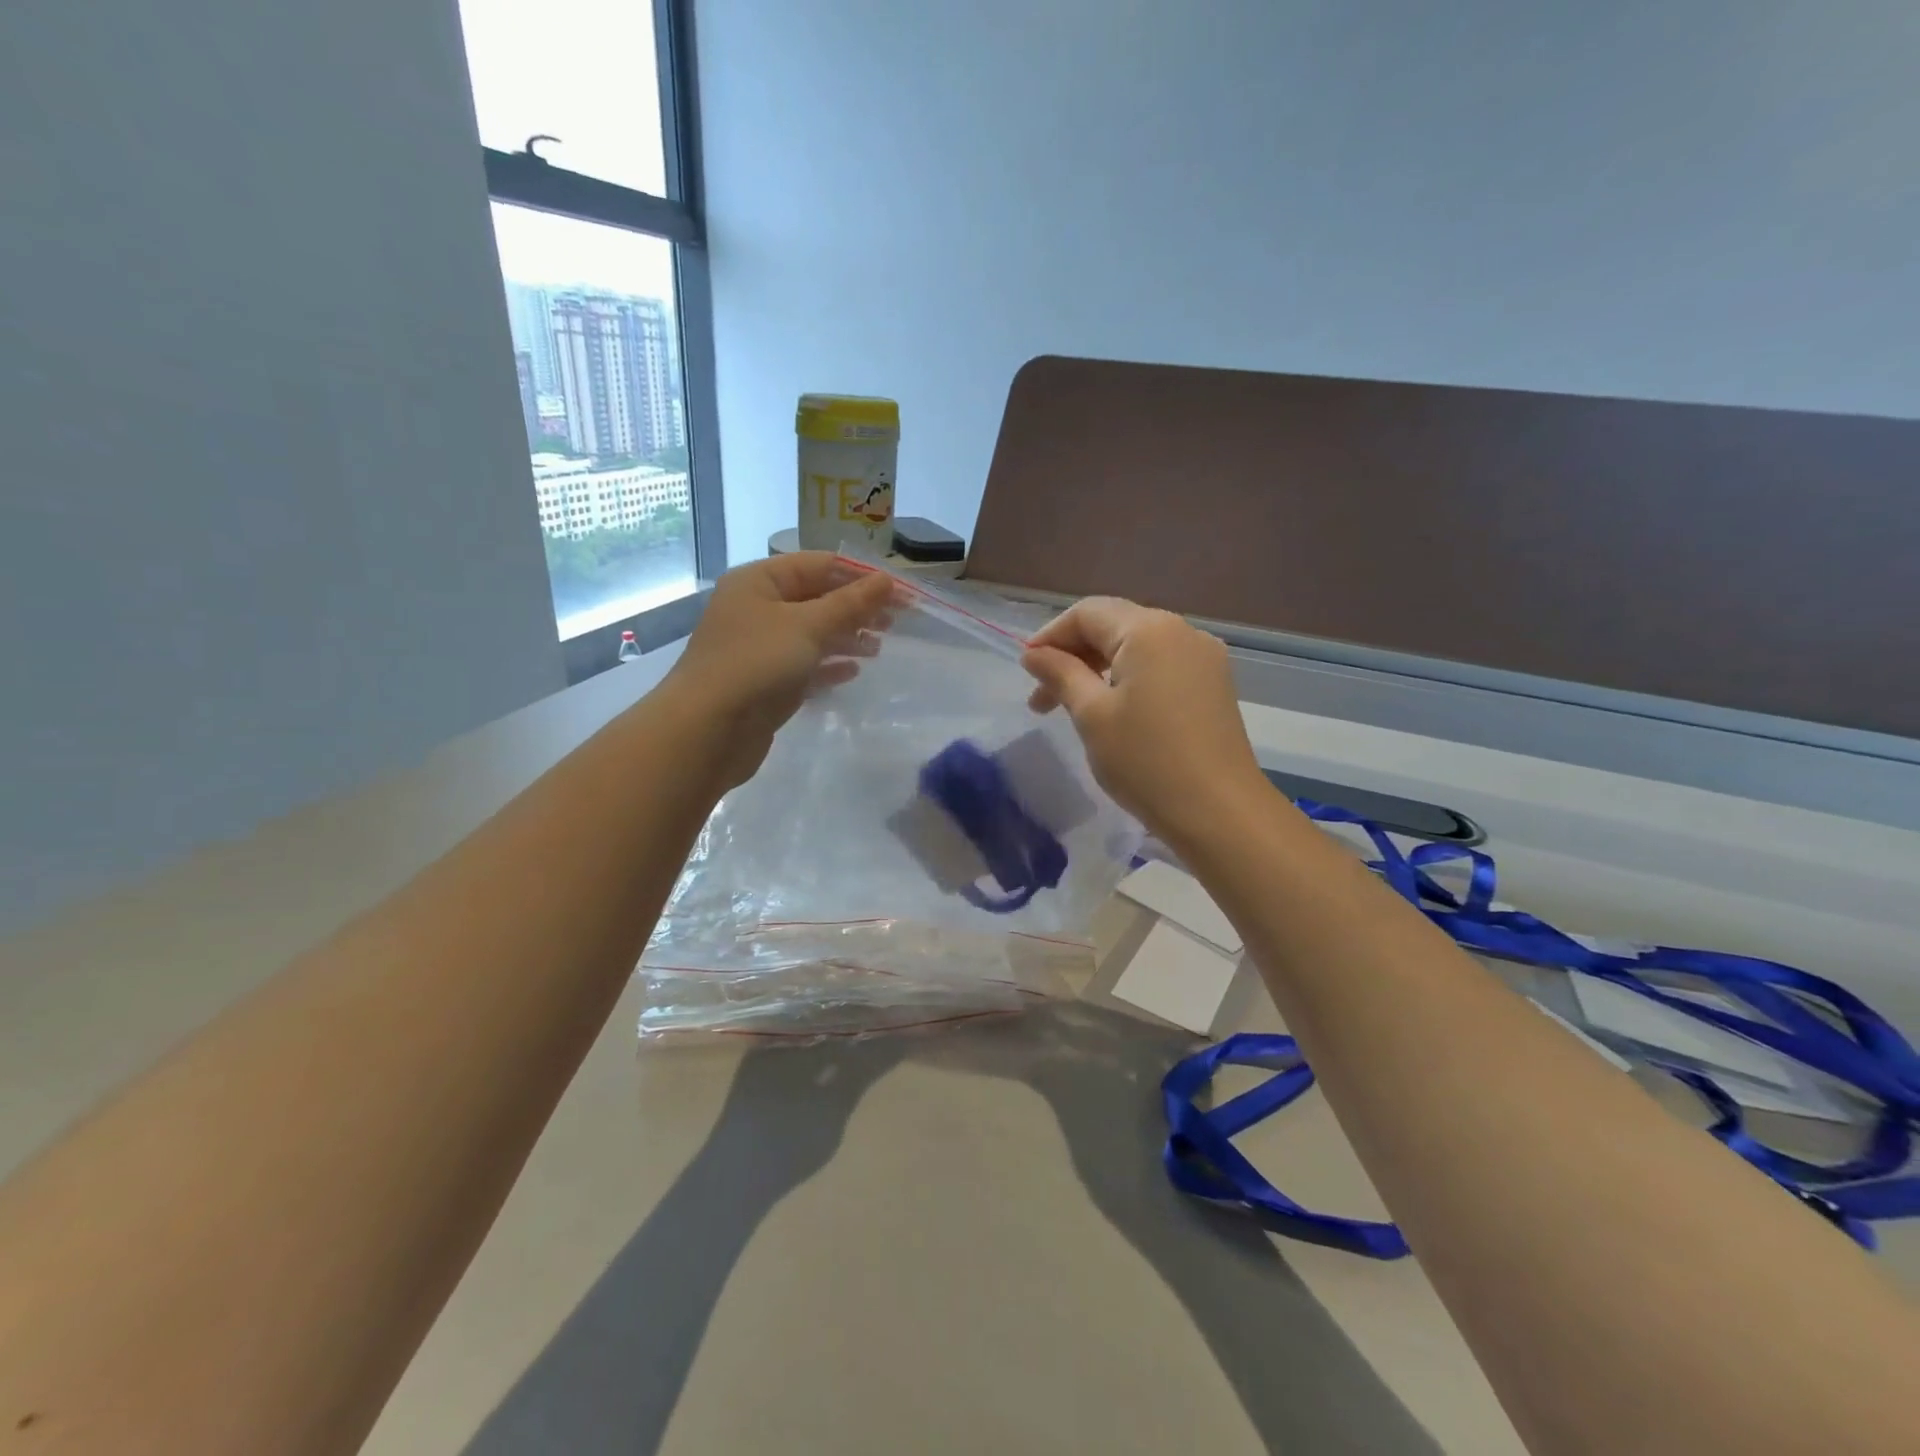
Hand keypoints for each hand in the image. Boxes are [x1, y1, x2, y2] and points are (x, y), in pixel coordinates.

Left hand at [666, 552, 893, 787]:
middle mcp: (757, 609)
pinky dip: (829, 666)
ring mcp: (759, 648)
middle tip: (896, 622)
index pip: (819, 565)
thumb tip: (887, 580)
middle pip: (817, 599)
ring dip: (846, 637)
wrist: (707, 731)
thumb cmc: (756, 664)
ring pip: (812, 634)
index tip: (901, 592)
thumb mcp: (808, 626)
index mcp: (759, 581)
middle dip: (856, 608)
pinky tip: (853, 671)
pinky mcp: (765, 683)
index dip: (861, 575)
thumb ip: (850, 603)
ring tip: (879, 647)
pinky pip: (804, 666)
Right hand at [1021, 597, 1268, 845]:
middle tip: (1042, 699)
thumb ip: (1060, 675)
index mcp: (1149, 630)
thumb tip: (1034, 655)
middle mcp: (1181, 631)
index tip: (1026, 672)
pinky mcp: (1213, 685)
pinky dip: (1129, 680)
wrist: (1219, 813)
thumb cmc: (1146, 761)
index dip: (1050, 637)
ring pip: (1137, 648)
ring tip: (1072, 708)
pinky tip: (1114, 712)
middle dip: (1073, 655)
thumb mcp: (1091, 715)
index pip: (1087, 613)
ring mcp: (1204, 658)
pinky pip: (1160, 666)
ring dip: (1099, 669)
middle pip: (1114, 626)